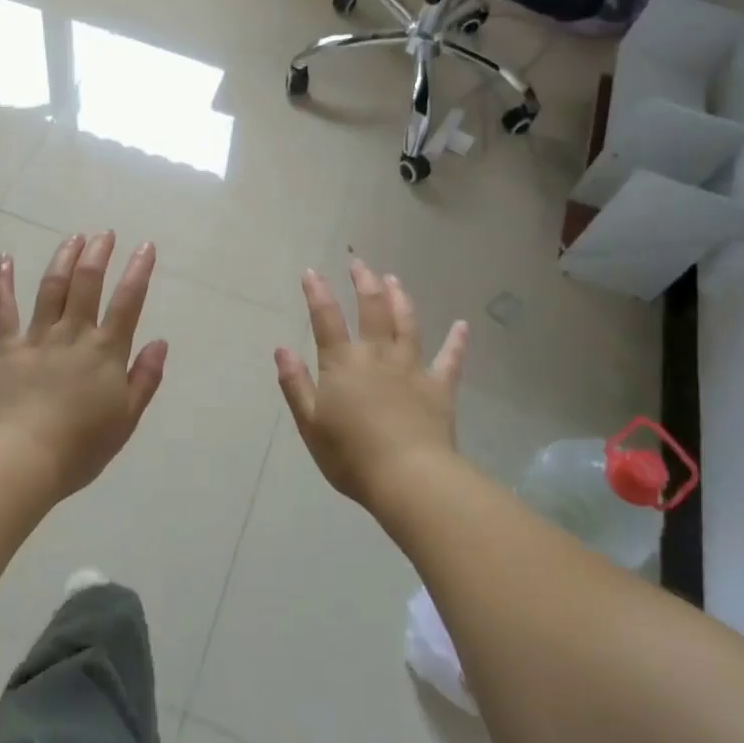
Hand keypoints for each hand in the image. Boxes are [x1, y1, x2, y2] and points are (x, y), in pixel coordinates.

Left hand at [0, 232, 168, 498]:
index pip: (127, 301)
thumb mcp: (125, 419)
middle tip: (104, 233)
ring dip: (64, 258)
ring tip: (74, 237)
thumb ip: (145, 378)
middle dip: (98, 253)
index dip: (139, 271)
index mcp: (105, 351)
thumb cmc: (80, 447)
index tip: (146, 246)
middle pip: (87, 283)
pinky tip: (4, 258)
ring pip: (52, 287)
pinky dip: (2, 282)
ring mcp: (37, 337)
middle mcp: (73, 334)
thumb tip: (160, 341)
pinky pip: (2, 309)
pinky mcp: (5, 347)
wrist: (22, 461)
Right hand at [274, 260, 467, 509]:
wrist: (408, 478)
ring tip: (394, 279)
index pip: (326, 319)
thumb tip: (281, 349)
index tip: (312, 271)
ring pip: (407, 323)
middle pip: (371, 309)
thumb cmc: (351, 456)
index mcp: (343, 364)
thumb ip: (295, 384)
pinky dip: (457, 341)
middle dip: (364, 283)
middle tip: (360, 264)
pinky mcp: (439, 387)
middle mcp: (377, 356)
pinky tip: (462, 325)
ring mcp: (412, 369)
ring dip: (400, 298)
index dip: (317, 293)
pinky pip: (450, 359)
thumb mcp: (310, 423)